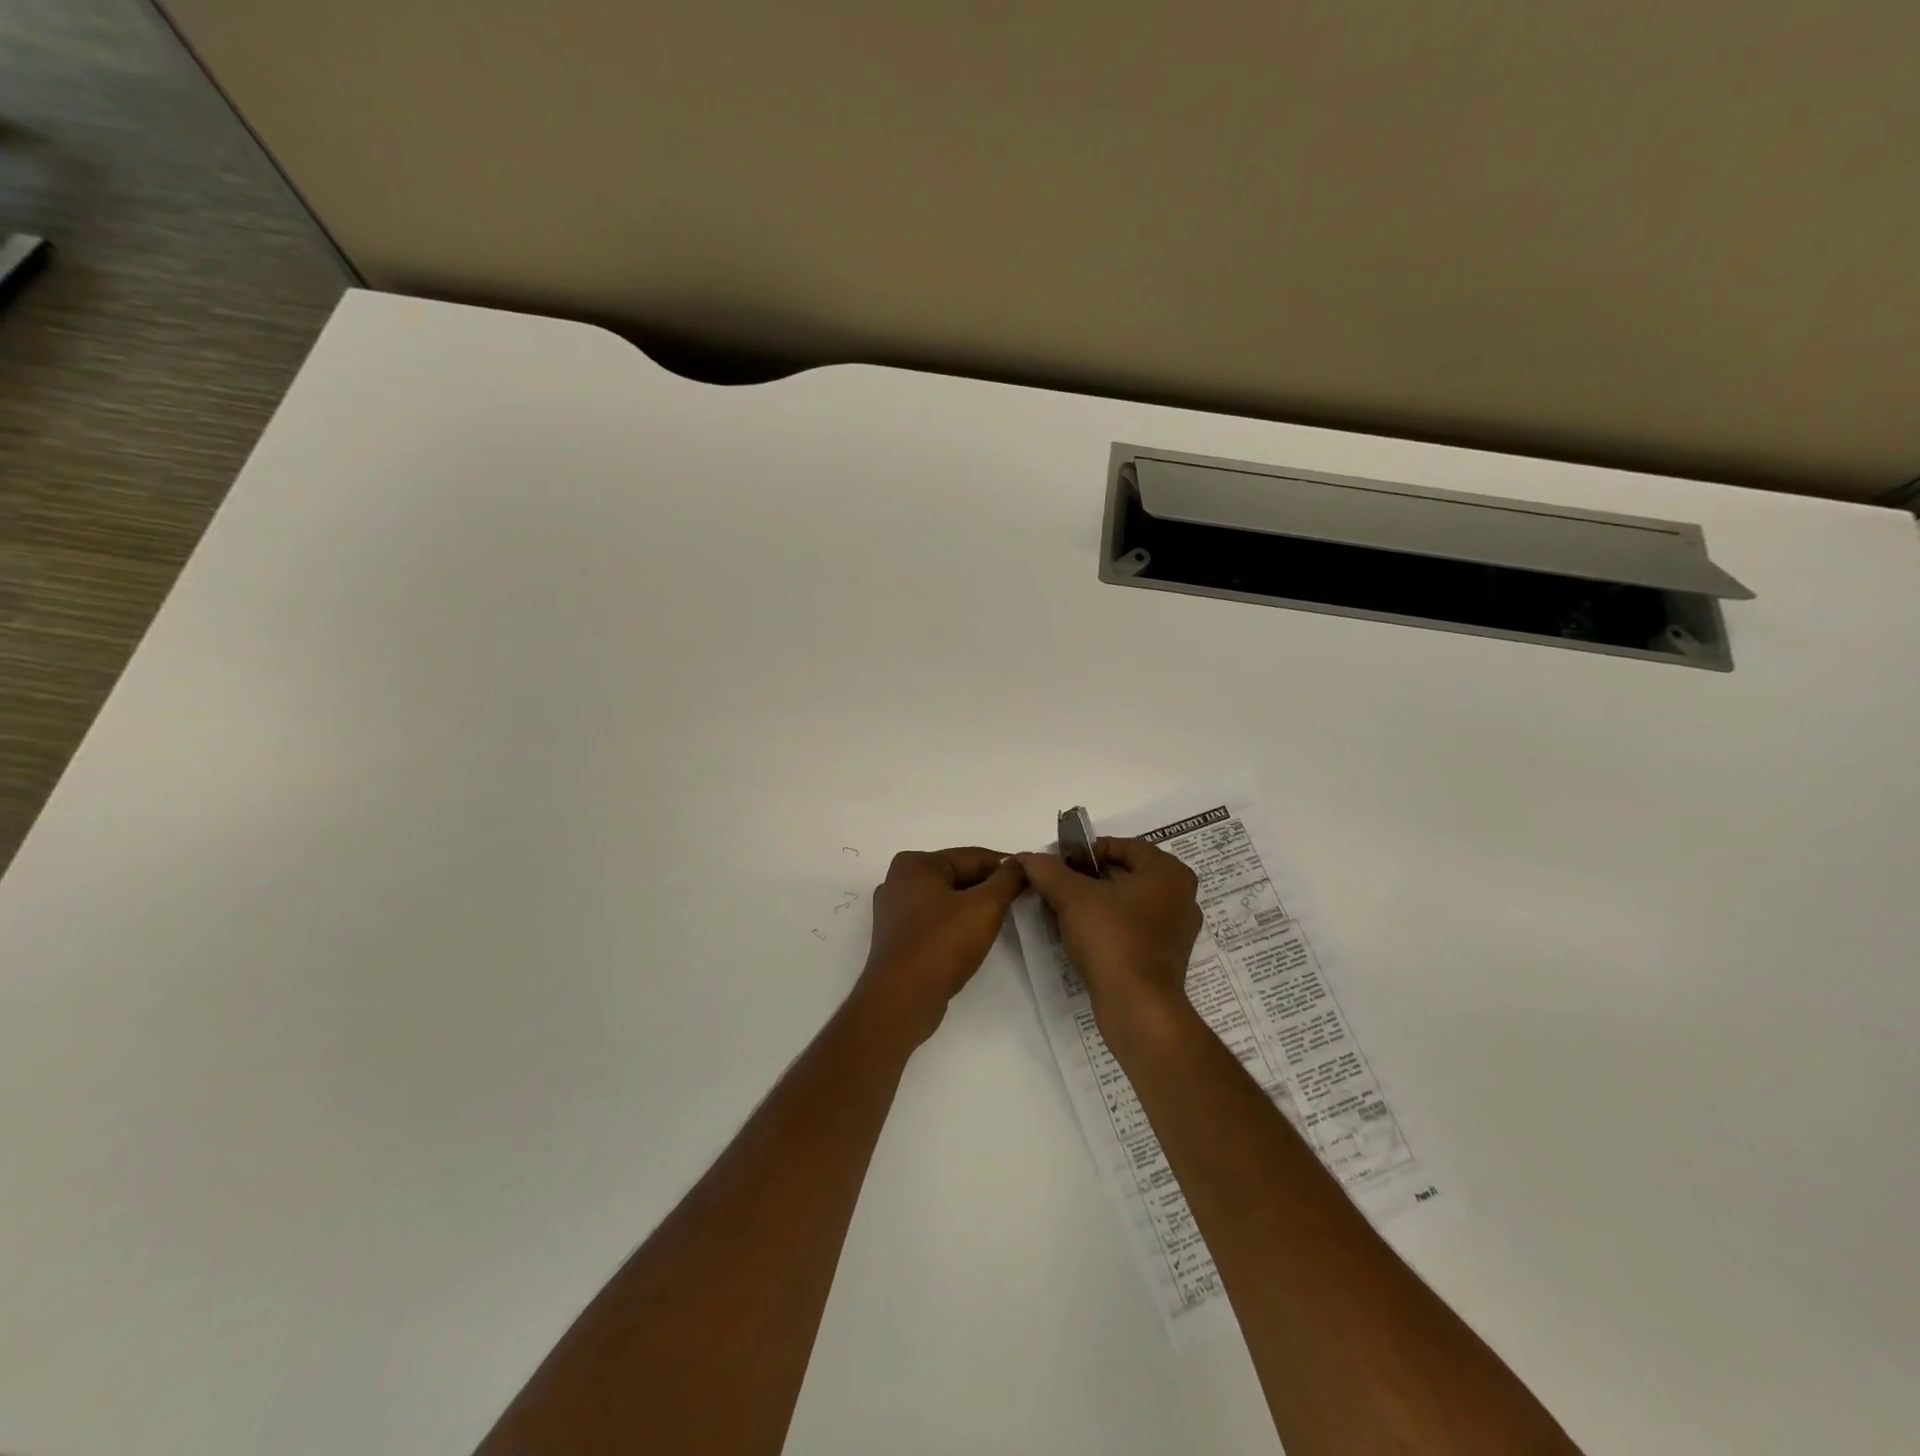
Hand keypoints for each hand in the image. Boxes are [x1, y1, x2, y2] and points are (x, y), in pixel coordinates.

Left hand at [854, 847, 1026, 1046]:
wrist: (902, 1000)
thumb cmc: (942, 944)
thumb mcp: (985, 907)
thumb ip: (1007, 880)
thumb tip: (1021, 862)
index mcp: (915, 864)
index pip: (972, 857)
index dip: (1006, 866)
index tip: (1033, 876)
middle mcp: (899, 881)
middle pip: (958, 876)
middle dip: (990, 887)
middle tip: (1023, 898)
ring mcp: (895, 911)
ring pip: (947, 900)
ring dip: (974, 907)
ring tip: (1005, 918)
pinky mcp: (898, 939)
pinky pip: (936, 921)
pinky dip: (957, 924)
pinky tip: (976, 937)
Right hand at [1017, 838, 1202, 1034]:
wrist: (1137, 1008)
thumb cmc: (1112, 938)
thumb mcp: (1072, 897)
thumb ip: (1048, 871)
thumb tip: (1026, 857)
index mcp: (1169, 872)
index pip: (1122, 845)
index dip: (1086, 851)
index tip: (1058, 864)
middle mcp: (1181, 896)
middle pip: (1124, 874)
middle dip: (1087, 878)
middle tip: (1054, 885)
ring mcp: (1175, 930)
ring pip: (1126, 903)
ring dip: (1093, 903)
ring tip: (1060, 910)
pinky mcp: (1164, 958)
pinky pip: (1131, 929)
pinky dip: (1106, 926)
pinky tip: (1078, 935)